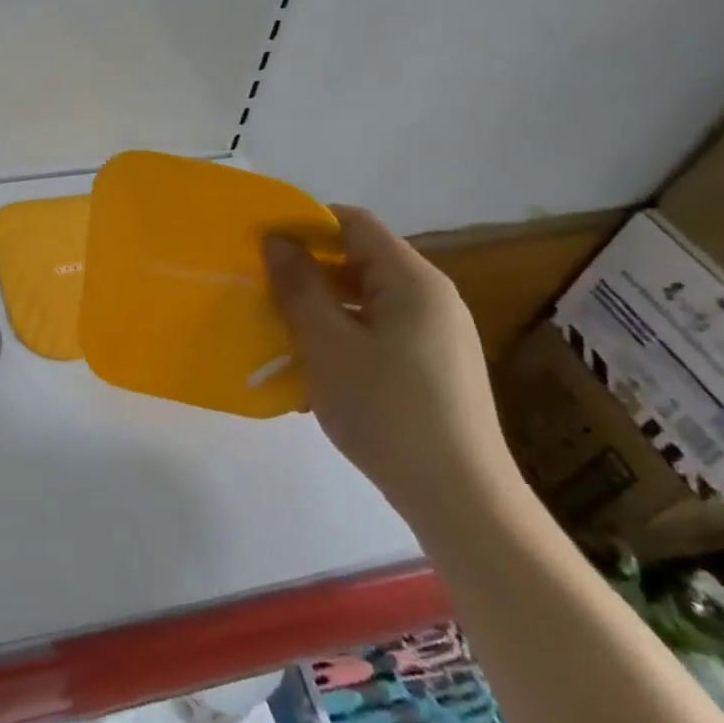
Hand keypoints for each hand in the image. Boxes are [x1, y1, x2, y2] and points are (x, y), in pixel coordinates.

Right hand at [264, 206, 516, 521]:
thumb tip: (276, 239)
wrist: (461, 499)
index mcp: (412, 280)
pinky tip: (321, 366)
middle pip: (362, 260)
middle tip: (264, 287)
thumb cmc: (386, 410)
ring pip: (369, 299)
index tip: (262, 242)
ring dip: (324, 305)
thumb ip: (298, 286)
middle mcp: (433, 297)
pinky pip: (382, 330)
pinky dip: (347, 333)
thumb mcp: (327, 344)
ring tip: (283, 328)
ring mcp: (440, 333)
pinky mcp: (438, 366)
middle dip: (310, 268)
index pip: (354, 223)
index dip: (305, 222)